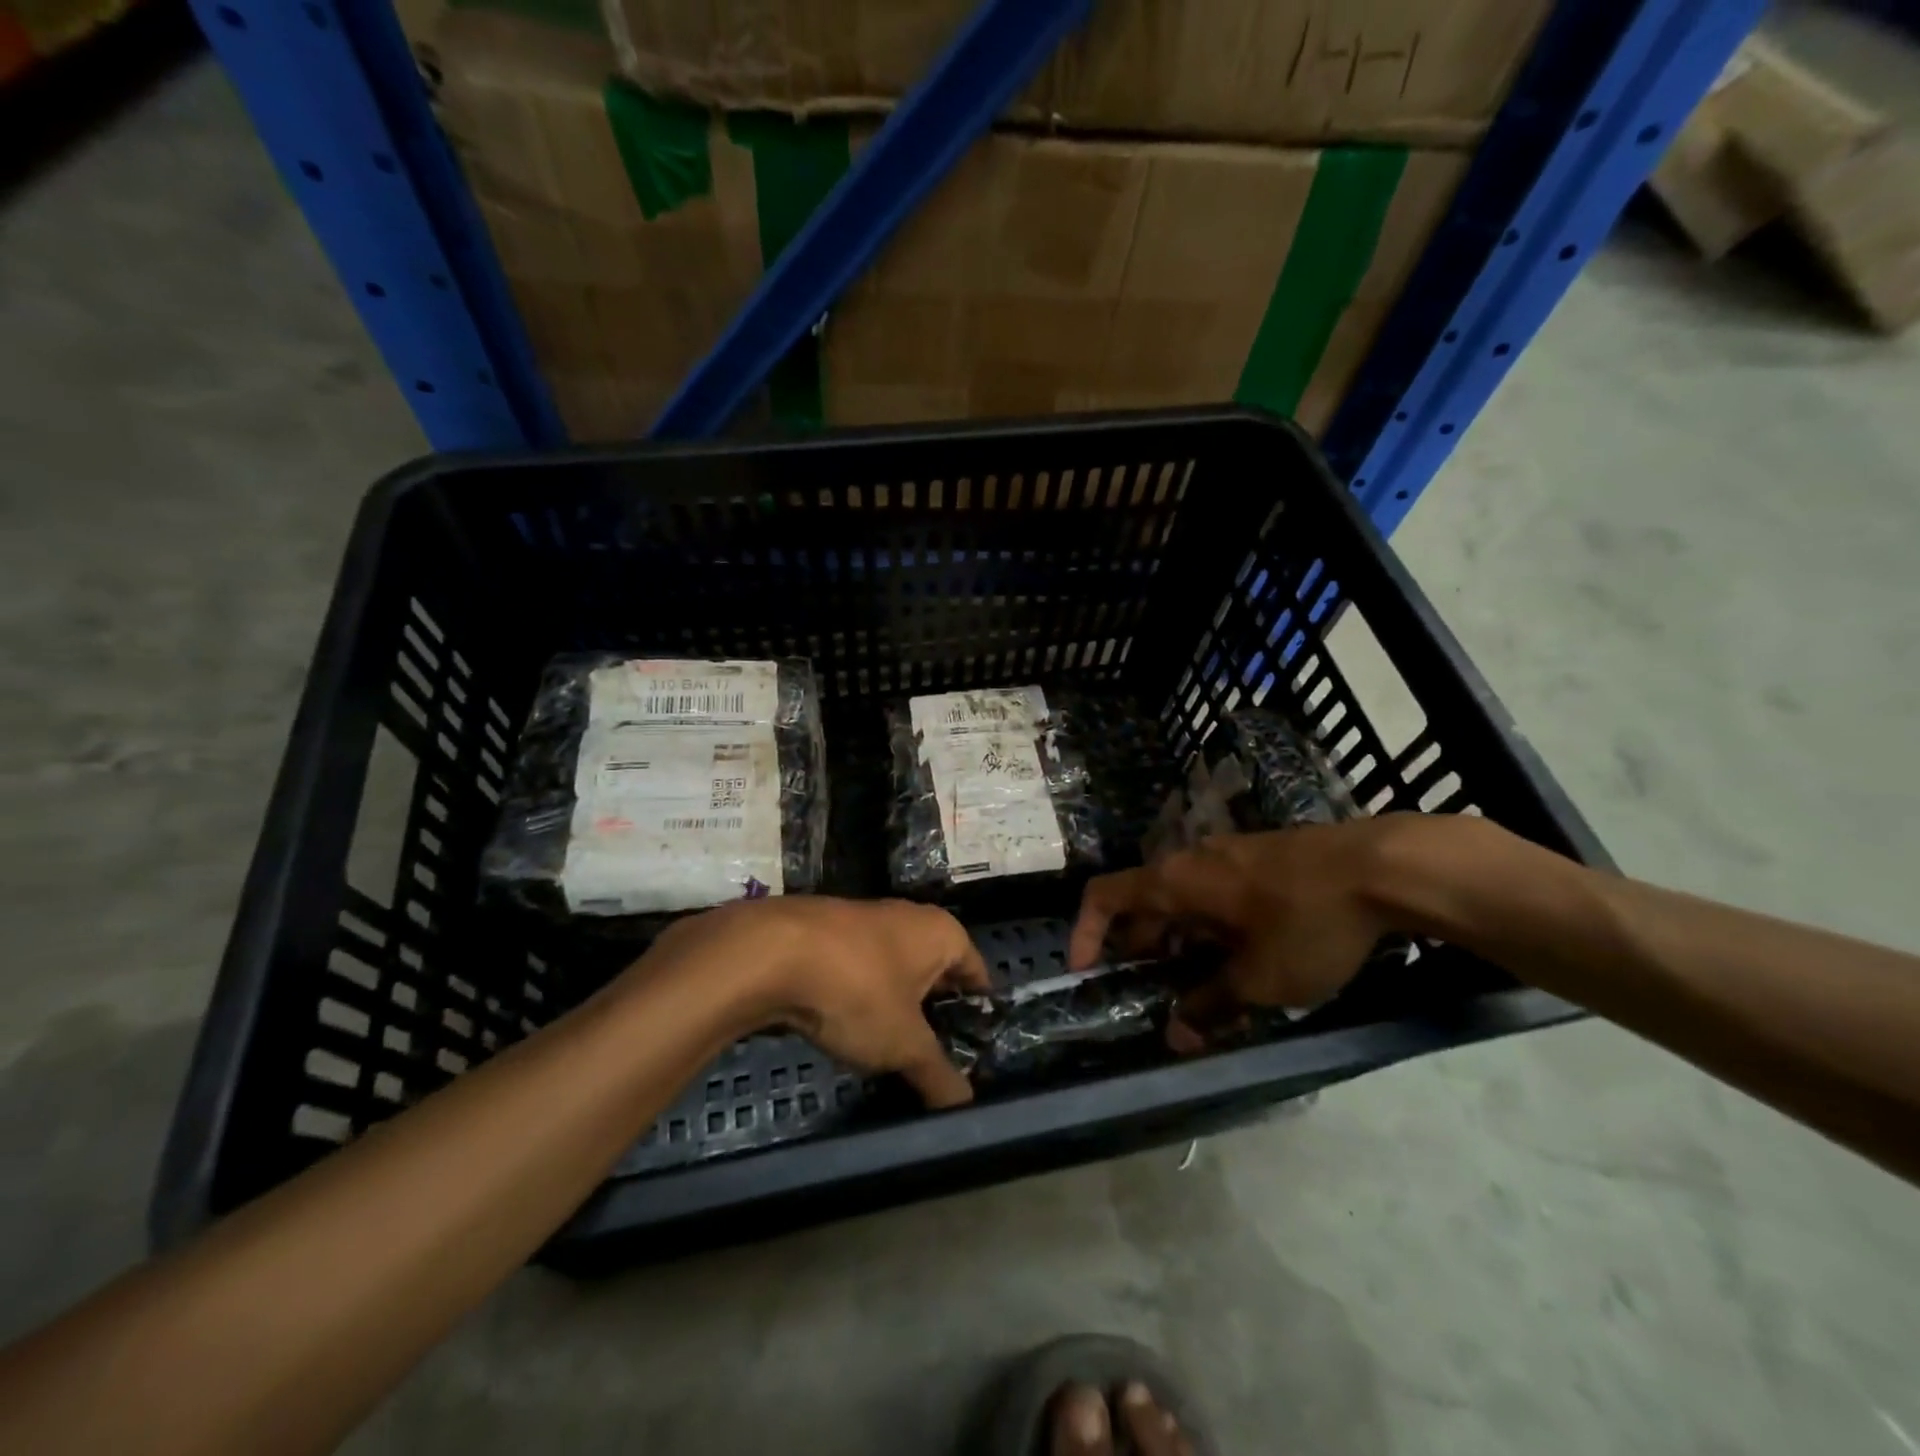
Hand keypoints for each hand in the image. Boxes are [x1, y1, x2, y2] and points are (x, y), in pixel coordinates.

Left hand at [647, 897, 990, 1107]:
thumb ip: (938, 1074)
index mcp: (941, 932)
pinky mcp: (826, 932)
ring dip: (895, 1002)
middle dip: (935, 1008)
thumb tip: (966, 1107)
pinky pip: (857, 968)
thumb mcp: (903, 1044)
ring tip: (893, 1046)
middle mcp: (908, 917)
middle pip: (935, 968)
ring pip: (893, 968)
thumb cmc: (858, 990)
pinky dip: (860, 994)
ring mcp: (864, 919)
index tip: (978, 1043)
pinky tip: (848, 1025)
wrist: (770, 953)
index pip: (976, 970)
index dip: (978, 1008)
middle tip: (937, 1053)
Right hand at [1068, 819, 1423, 1047]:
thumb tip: (1176, 1035)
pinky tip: (1244, 953)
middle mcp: (1192, 860)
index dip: (1085, 932)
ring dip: (1179, 938)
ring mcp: (1229, 853)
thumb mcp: (1261, 979)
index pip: (1104, 895)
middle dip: (1141, 946)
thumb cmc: (1307, 922)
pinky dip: (1210, 923)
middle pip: (1144, 899)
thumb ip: (1212, 1005)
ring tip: (1202, 982)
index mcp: (1176, 882)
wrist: (1385, 866)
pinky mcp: (1261, 856)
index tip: (1086, 971)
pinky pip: (1215, 890)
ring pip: (1184, 896)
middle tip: (1153, 991)